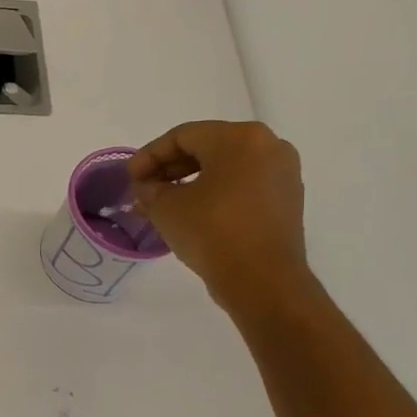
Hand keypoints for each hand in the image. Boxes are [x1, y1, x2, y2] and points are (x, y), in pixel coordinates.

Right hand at [128, 121, 313, 312]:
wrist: (262, 280)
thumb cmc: (211, 232)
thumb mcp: (166, 208)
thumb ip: (150, 189)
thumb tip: (148, 188)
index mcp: (239, 138)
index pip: (182, 136)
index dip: (149, 155)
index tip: (130, 178)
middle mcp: (268, 146)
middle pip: (207, 147)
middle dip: (170, 167)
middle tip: (144, 189)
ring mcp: (282, 173)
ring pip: (225, 166)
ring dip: (191, 181)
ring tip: (163, 203)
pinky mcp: (286, 199)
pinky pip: (242, 184)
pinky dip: (215, 192)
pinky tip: (192, 212)